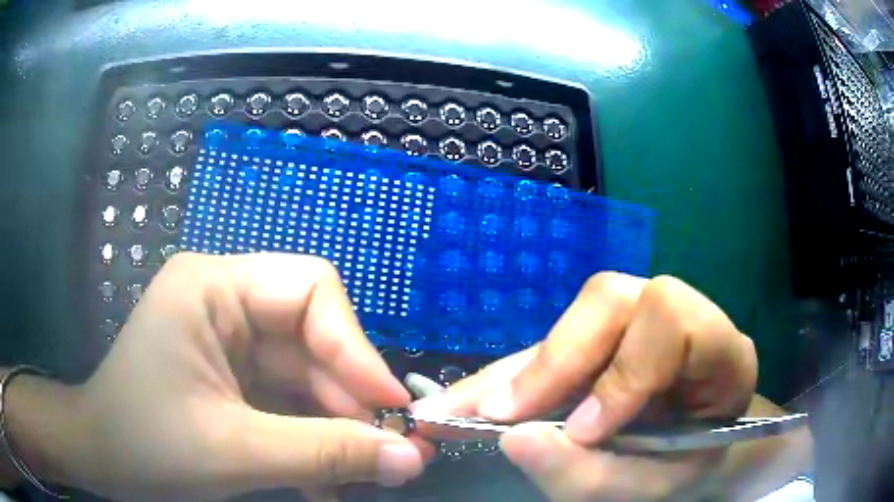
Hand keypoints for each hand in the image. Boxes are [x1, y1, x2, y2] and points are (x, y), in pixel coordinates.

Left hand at [43, 253, 429, 500]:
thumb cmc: (147, 446)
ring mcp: (229, 342)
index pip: (310, 290)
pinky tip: (322, 482)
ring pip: (306, 378)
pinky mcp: (232, 377)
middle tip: (386, 455)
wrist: (102, 459)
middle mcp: (224, 302)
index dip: (356, 348)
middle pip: (313, 340)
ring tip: (358, 477)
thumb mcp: (236, 452)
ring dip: (334, 431)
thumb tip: (411, 457)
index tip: (392, 407)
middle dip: (349, 401)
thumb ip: (326, 455)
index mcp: (212, 287)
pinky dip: (310, 441)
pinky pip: (288, 401)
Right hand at [413, 273, 757, 500]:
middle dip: (555, 360)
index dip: (623, 371)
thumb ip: (589, 473)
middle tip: (499, 415)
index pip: (674, 323)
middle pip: (613, 298)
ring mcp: (644, 316)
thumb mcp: (645, 487)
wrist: (691, 456)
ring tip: (483, 411)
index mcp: (722, 354)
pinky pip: (561, 335)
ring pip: (581, 312)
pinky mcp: (610, 331)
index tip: (581, 431)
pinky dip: (517, 371)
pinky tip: (481, 397)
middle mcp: (684, 316)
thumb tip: (513, 438)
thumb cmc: (681, 470)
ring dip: (529, 367)